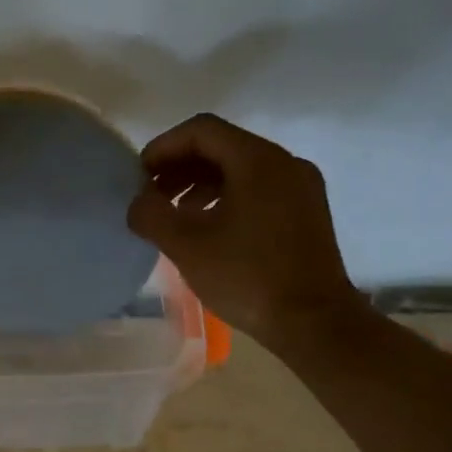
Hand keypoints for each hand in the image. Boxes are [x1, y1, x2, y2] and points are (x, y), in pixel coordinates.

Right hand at [127, 113, 359, 350]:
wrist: (313, 322)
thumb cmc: (247, 277)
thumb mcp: (186, 246)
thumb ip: (151, 215)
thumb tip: (138, 202)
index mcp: (258, 161)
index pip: (202, 130)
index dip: (163, 147)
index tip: (139, 176)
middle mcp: (285, 163)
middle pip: (222, 146)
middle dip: (180, 166)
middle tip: (152, 195)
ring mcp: (301, 187)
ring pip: (241, 168)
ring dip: (200, 183)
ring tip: (175, 214)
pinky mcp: (307, 212)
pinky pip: (259, 188)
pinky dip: (226, 197)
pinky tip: (209, 228)